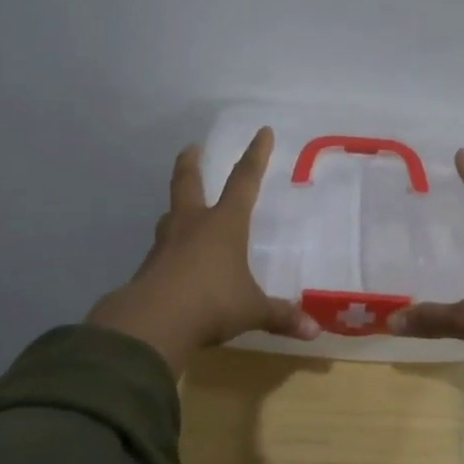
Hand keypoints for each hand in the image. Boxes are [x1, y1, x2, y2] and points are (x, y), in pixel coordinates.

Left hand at [88, 127, 319, 374]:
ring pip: (170, 216)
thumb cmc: (212, 303)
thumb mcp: (252, 310)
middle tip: (191, 148)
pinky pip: (162, 251)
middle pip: (188, 184)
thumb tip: (315, 331)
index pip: (244, 181)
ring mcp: (166, 245)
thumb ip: (281, 316)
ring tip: (180, 209)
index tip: (262, 132)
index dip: (255, 156)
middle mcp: (192, 225)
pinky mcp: (148, 268)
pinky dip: (169, 250)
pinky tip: (173, 262)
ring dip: (176, 208)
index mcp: (224, 224)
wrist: (153, 322)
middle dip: (190, 164)